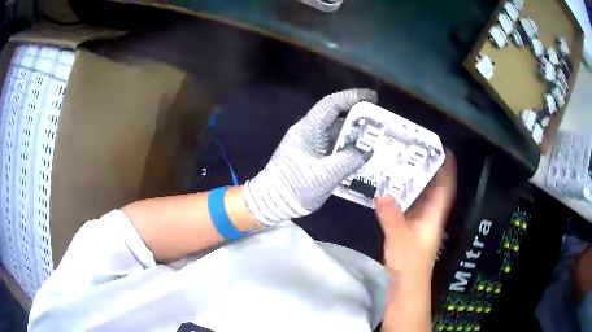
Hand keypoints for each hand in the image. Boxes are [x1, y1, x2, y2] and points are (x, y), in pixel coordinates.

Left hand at [243, 88, 377, 225]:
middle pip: (336, 118)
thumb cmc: (294, 187)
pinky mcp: (312, 156)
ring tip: (376, 141)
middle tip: (380, 125)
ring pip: (336, 133)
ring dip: (354, 136)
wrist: (271, 203)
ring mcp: (310, 144)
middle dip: (359, 119)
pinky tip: (361, 156)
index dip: (352, 97)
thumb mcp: (325, 175)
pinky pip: (333, 147)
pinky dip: (347, 149)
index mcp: (308, 130)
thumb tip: (368, 150)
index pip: (331, 104)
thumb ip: (349, 160)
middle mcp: (309, 132)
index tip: (373, 98)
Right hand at [376, 152, 456, 278]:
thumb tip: (382, 193)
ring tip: (406, 164)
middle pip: (435, 189)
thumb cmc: (409, 264)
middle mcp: (431, 217)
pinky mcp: (412, 230)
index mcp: (434, 216)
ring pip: (423, 198)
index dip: (448, 170)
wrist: (407, 286)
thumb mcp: (399, 239)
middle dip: (431, 170)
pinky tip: (396, 190)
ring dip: (418, 182)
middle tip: (418, 151)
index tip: (445, 150)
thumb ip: (391, 217)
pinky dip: (407, 196)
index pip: (445, 189)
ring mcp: (422, 224)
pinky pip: (413, 206)